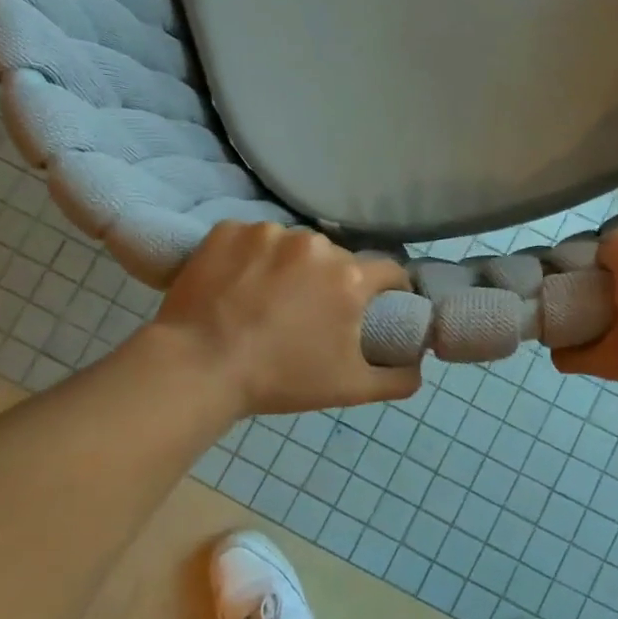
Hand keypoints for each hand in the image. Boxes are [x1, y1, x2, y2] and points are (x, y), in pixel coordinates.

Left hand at [147, 223, 419, 417]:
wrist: (198, 367)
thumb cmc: (280, 379)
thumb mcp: (350, 389)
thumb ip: (399, 378)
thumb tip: (419, 365)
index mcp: (350, 277)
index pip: (389, 271)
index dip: (390, 289)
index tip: (379, 306)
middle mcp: (315, 244)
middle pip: (337, 259)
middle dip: (331, 282)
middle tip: (309, 313)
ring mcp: (268, 232)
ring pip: (293, 247)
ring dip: (290, 267)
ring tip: (266, 300)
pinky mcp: (228, 230)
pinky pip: (251, 240)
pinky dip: (250, 258)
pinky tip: (236, 286)